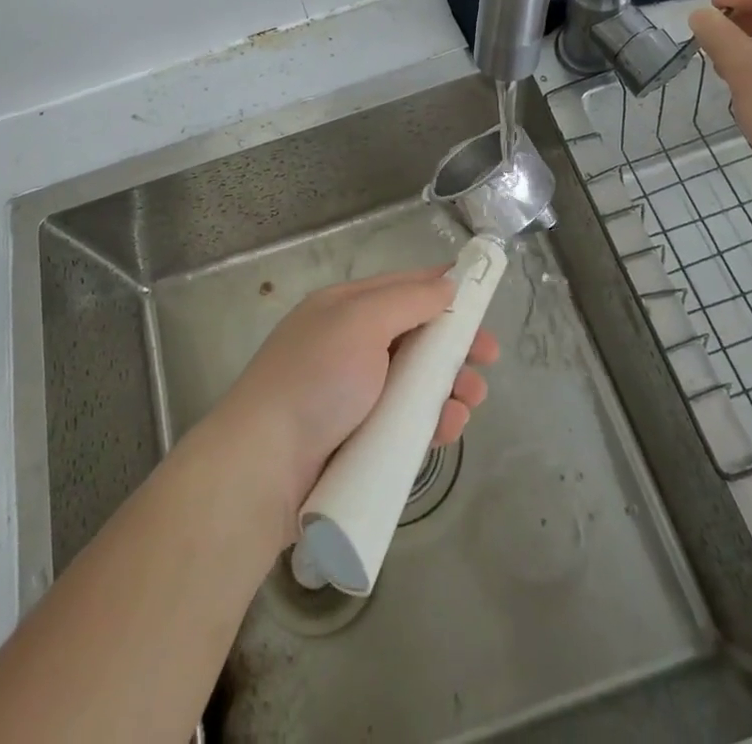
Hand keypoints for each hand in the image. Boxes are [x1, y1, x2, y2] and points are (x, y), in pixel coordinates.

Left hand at [211, 268, 498, 512]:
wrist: (262, 468)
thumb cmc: (316, 380)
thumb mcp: (361, 322)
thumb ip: (408, 300)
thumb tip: (447, 283)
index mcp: (345, 309)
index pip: (402, 288)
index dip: (442, 290)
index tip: (481, 300)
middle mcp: (349, 345)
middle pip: (414, 337)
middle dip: (453, 346)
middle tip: (488, 360)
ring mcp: (353, 395)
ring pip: (414, 382)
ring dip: (449, 386)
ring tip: (472, 401)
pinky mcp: (359, 440)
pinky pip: (405, 423)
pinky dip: (430, 422)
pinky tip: (449, 429)